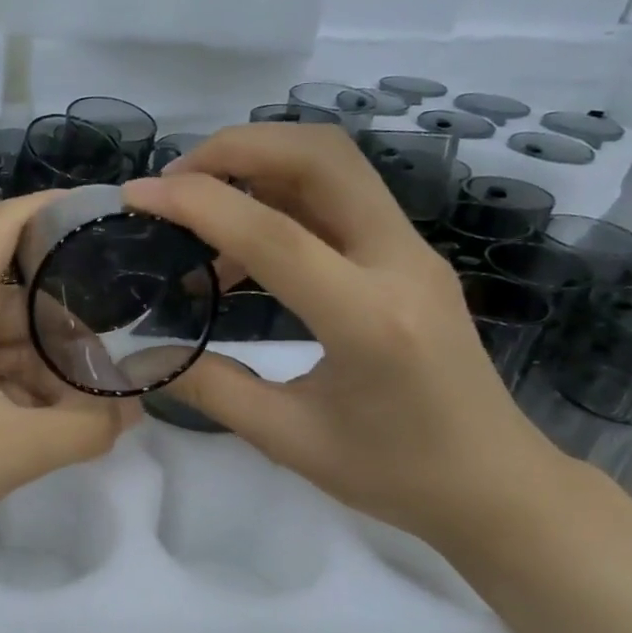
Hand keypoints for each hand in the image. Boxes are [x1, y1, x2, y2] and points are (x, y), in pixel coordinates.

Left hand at [0, 194, 137, 578]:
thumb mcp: (10, 452)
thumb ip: (83, 428)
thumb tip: (129, 412)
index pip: (4, 225)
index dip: (55, 210)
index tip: (107, 220)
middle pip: (8, 292)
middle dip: (65, 321)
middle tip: (119, 354)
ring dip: (39, 366)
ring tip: (88, 404)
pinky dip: (7, 391)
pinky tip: (38, 428)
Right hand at [123, 125, 575, 547]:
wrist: (494, 483)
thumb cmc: (395, 474)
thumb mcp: (289, 439)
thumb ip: (210, 389)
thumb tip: (140, 357)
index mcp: (369, 319)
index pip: (274, 234)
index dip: (197, 204)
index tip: (136, 196)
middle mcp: (399, 263)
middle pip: (322, 156)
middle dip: (237, 149)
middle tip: (175, 182)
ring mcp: (412, 252)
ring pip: (335, 165)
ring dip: (260, 164)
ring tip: (198, 212)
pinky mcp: (409, 255)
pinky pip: (340, 199)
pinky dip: (281, 199)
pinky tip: (241, 253)